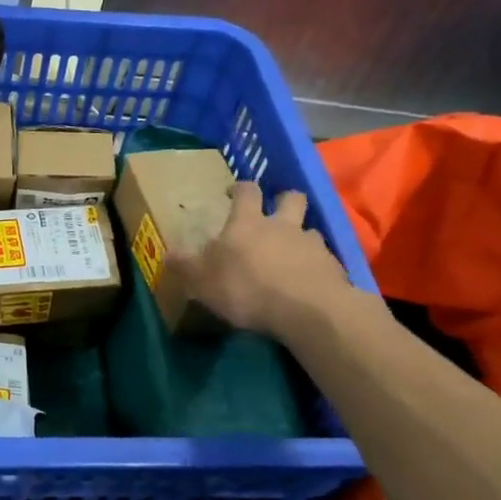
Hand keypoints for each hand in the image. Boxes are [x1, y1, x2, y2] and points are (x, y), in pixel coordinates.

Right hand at [171, 183, 359, 344]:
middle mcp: (282, 225)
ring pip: (310, 230)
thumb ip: (186, 266)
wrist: (307, 310)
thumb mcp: (203, 281)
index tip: (233, 192)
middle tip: (275, 212)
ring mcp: (312, 244)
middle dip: (283, 200)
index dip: (240, 188)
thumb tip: (167, 254)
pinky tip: (308, 283)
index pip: (246, 192)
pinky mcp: (333, 267)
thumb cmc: (247, 288)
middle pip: (291, 198)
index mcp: (248, 223)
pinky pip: (325, 260)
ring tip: (292, 255)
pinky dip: (316, 266)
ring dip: (302, 237)